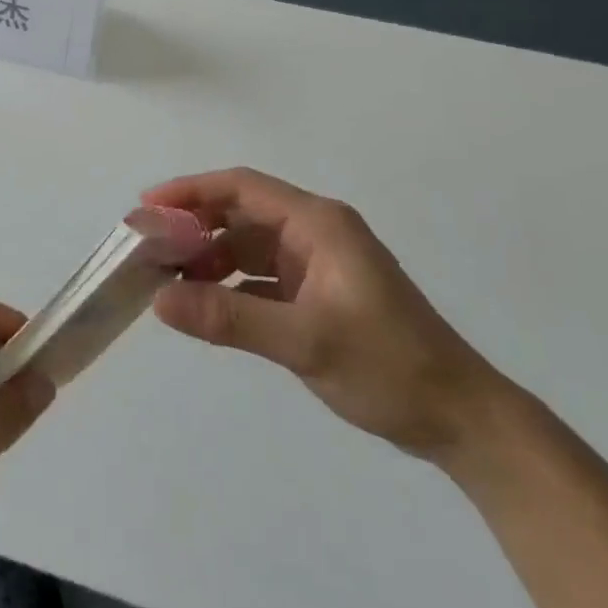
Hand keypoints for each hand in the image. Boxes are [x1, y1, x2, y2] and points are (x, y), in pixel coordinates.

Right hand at [145, 168, 506, 461]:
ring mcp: (316, 264)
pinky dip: (228, 285)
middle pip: (240, 213)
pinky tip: (203, 304)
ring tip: (167, 279)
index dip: (191, 191)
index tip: (147, 207)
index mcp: (318, 225)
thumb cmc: (390, 366)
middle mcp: (314, 234)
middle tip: (147, 248)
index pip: (242, 188)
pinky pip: (259, 277)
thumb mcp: (306, 341)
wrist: (460, 419)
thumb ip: (230, 319)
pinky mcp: (316, 294)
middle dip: (193, 225)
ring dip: (209, 257)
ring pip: (247, 245)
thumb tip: (159, 301)